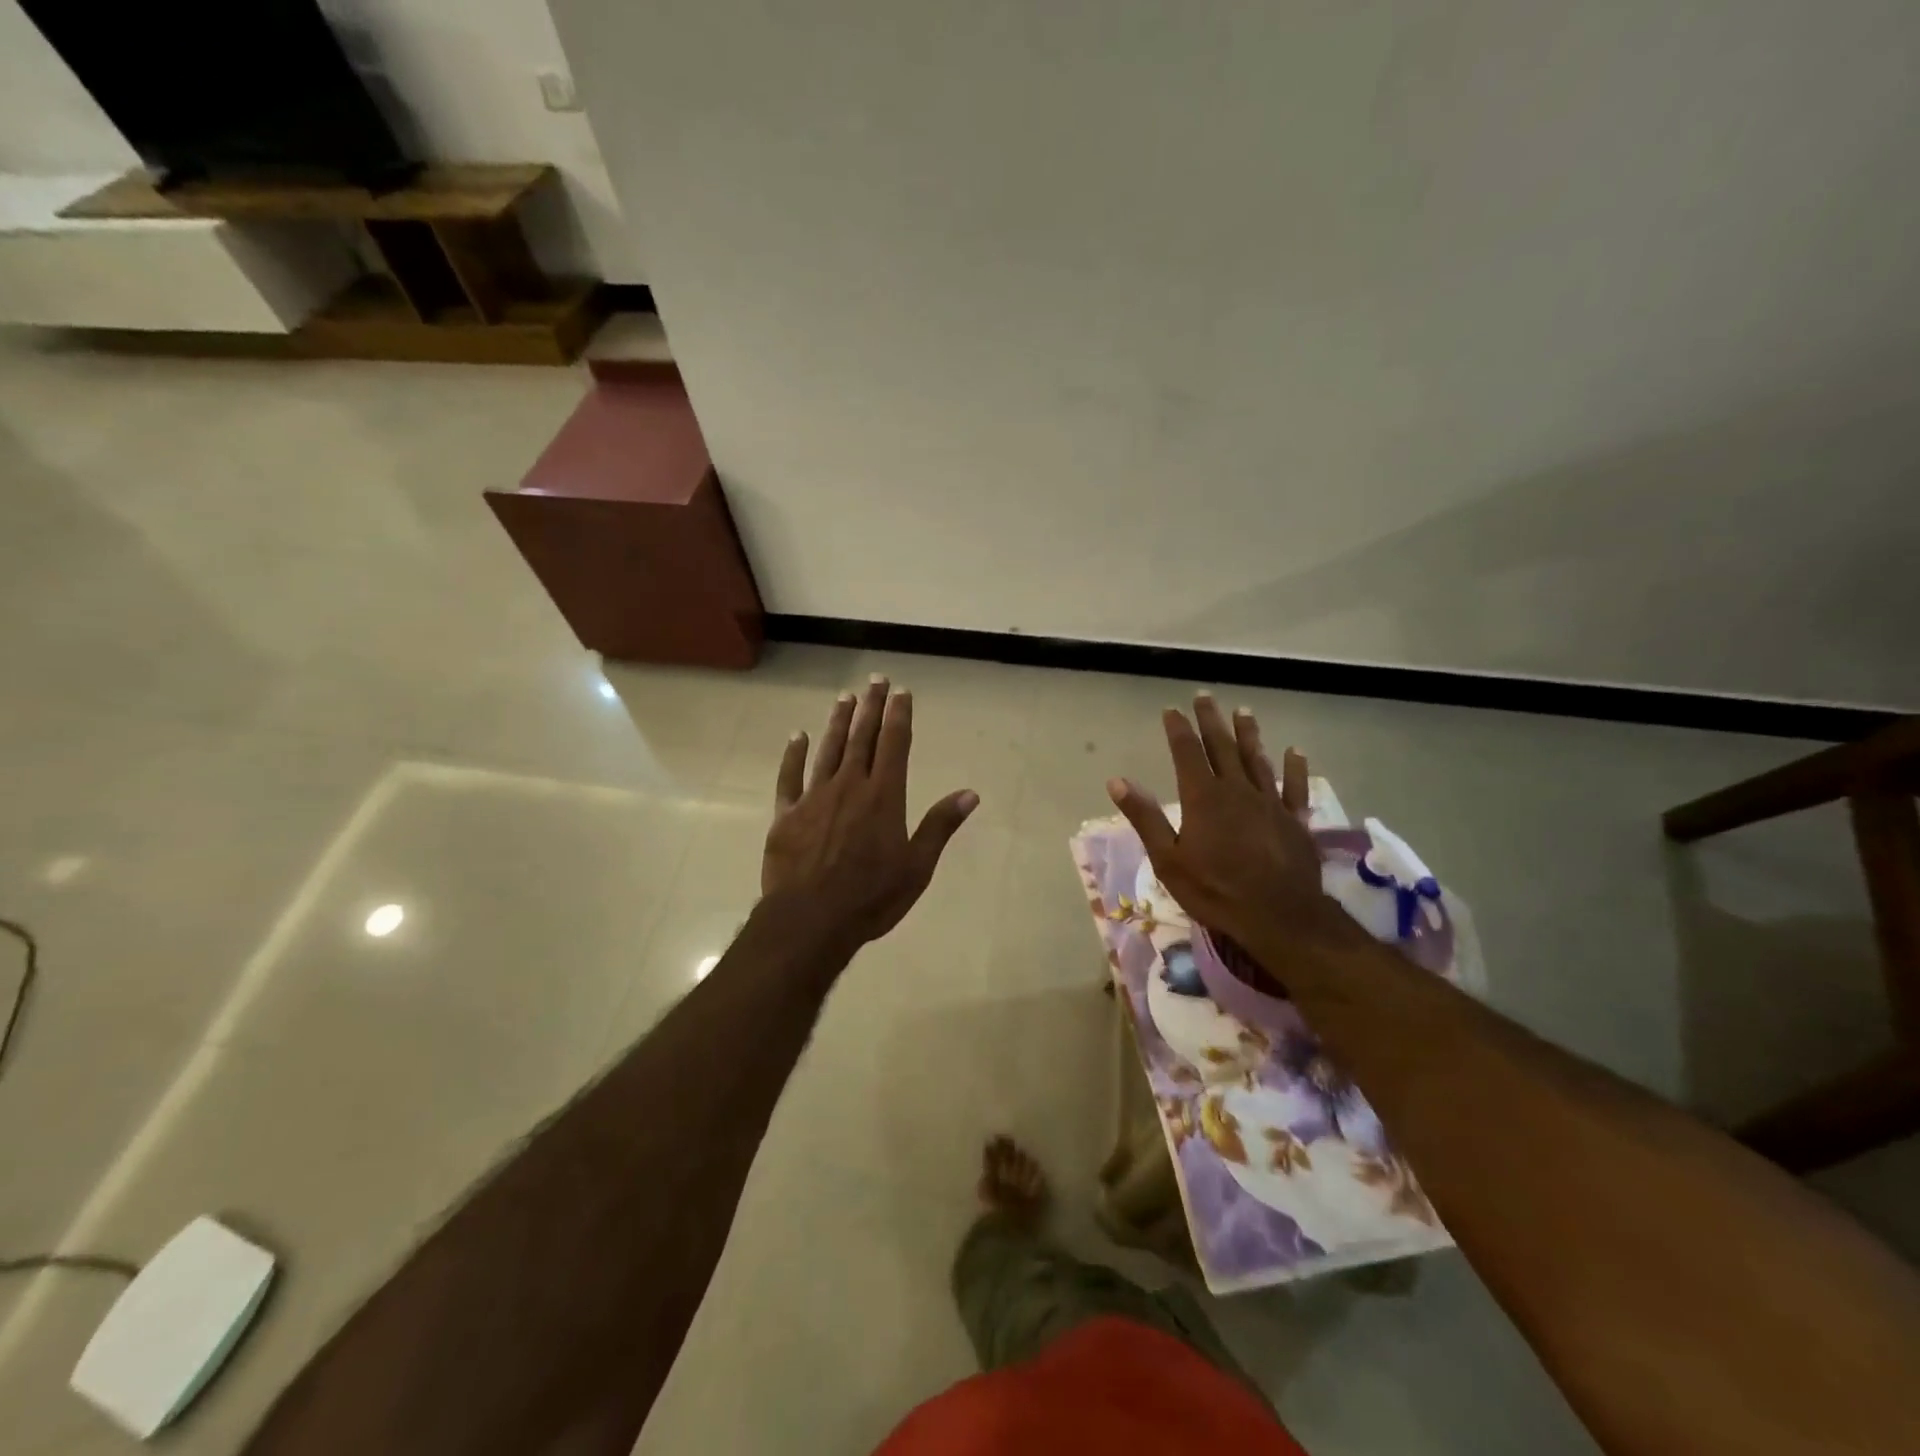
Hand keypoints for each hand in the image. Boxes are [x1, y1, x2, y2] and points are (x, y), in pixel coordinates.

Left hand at [762, 675, 978, 951]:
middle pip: (862, 738)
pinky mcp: (786, 814)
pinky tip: (797, 736)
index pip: (894, 745)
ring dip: (838, 722)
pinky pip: (790, 777)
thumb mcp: (917, 866)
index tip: (902, 692)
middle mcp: (850, 786)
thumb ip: (940, 825)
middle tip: (876, 680)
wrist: (811, 919)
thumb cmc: (871, 896)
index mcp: (884, 796)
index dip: (899, 716)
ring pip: (828, 749)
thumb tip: (970, 794)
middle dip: (871, 707)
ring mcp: (814, 797)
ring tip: (845, 697)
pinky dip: (793, 755)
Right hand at [1106, 695, 1358, 981]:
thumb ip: (1145, 817)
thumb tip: (1117, 781)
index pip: (1187, 752)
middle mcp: (1237, 790)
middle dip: (1211, 721)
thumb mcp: (1167, 859)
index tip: (1171, 710)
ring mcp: (1269, 802)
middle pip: (1222, 747)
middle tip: (1205, 697)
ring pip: (1257, 759)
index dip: (1178, 729)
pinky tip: (1295, 751)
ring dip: (1248, 734)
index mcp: (1203, 797)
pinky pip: (1294, 786)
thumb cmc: (1215, 890)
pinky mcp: (1294, 820)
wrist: (1278, 916)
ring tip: (1243, 712)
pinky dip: (1294, 767)